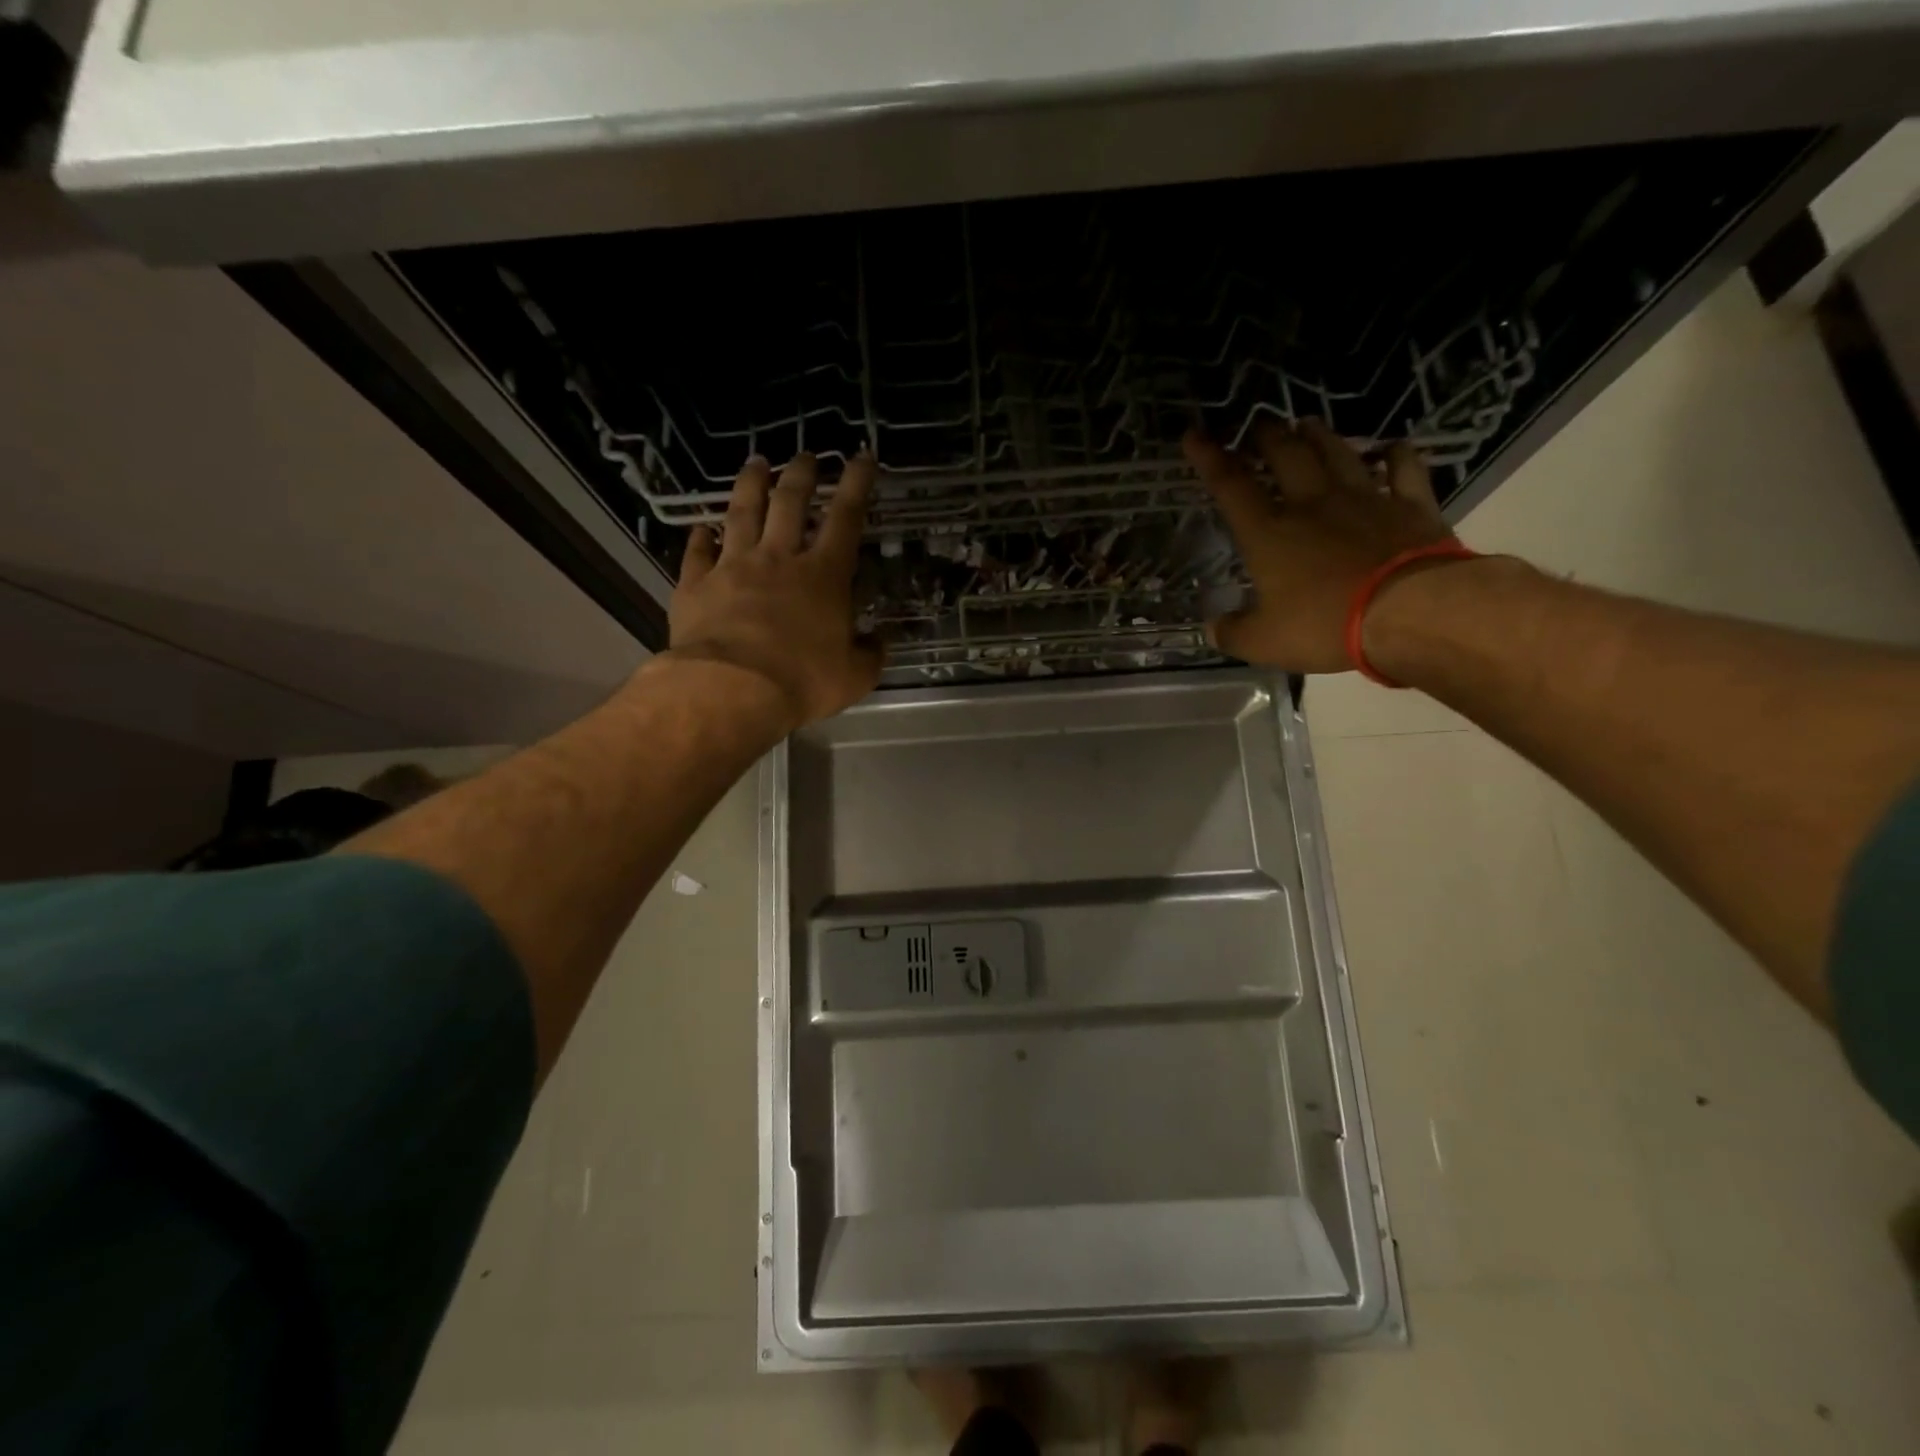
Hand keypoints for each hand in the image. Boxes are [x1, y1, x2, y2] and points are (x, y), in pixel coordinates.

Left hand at [668, 452, 882, 727]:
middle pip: (790, 502)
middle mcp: (778, 559)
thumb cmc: (802, 681)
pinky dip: (700, 538)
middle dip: (801, 473)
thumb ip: (870, 655)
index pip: (846, 517)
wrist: (732, 689)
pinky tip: (701, 527)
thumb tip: (877, 642)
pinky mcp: (696, 585)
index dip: (857, 483)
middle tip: (806, 455)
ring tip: (756, 463)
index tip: (861, 456)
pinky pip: (697, 553)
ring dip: (750, 484)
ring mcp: (733, 567)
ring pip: (741, 513)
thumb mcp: (854, 676)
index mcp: (823, 575)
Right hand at [1187, 419, 1457, 673]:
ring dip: (1318, 435)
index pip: (1230, 486)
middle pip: (1286, 455)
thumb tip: (1213, 627)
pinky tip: (1390, 447)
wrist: (1412, 611)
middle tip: (1257, 425)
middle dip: (1266, 436)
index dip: (1209, 458)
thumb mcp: (1264, 643)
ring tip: (1305, 423)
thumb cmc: (1326, 625)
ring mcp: (1365, 499)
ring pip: (1337, 453)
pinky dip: (1395, 453)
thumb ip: (1233, 633)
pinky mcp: (1411, 506)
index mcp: (1269, 534)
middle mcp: (1312, 504)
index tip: (1194, 435)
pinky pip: (1403, 468)